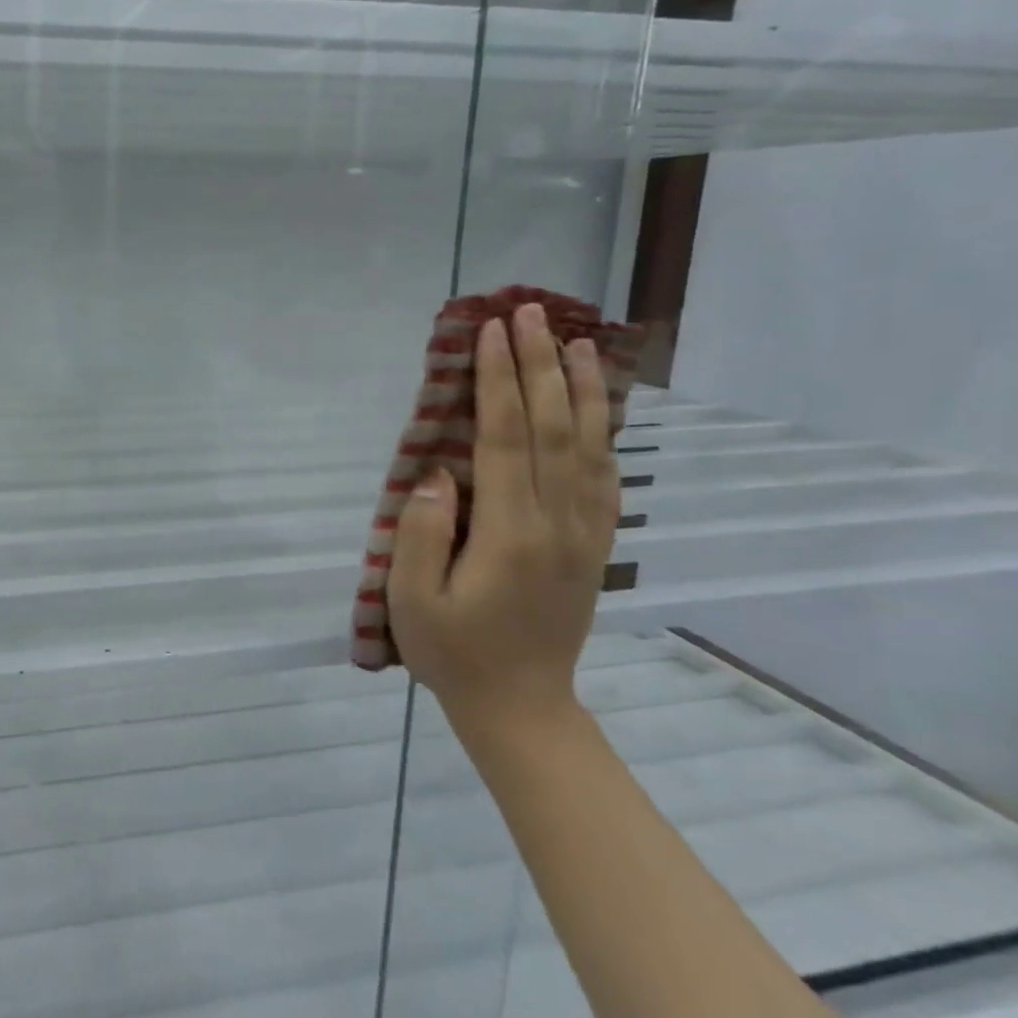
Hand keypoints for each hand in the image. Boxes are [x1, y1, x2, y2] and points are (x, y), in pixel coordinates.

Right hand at [386, 301, 619, 733]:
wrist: (521, 705)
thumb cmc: (453, 651)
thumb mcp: (412, 598)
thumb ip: (420, 531)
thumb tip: (439, 473)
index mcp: (509, 532)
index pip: (504, 437)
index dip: (498, 380)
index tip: (493, 332)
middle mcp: (556, 522)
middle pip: (551, 427)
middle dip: (539, 364)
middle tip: (530, 312)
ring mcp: (583, 533)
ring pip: (589, 445)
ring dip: (581, 388)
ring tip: (577, 340)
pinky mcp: (593, 545)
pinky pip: (605, 477)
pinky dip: (604, 433)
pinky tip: (598, 407)